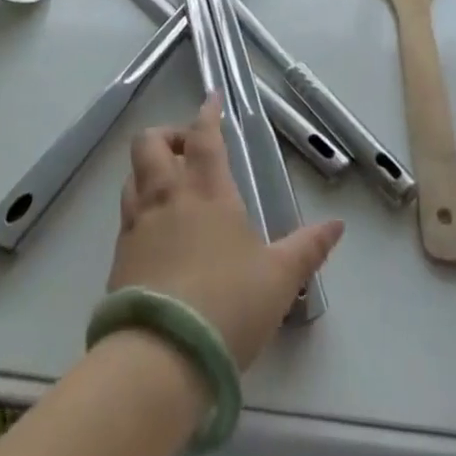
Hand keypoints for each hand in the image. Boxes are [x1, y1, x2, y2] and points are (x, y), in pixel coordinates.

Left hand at [108, 97, 343, 368]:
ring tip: (169, 186)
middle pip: (151, 143)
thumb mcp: (280, 279)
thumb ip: (308, 248)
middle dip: (167, 134)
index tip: (212, 98)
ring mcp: (138, 226)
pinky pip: (126, 217)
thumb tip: (337, 225)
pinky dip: (139, 210)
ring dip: (148, 170)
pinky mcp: (118, 259)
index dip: (207, 112)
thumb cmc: (228, 305)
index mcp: (207, 190)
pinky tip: (155, 233)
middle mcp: (168, 197)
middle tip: (187, 148)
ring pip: (133, 177)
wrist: (160, 357)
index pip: (203, 135)